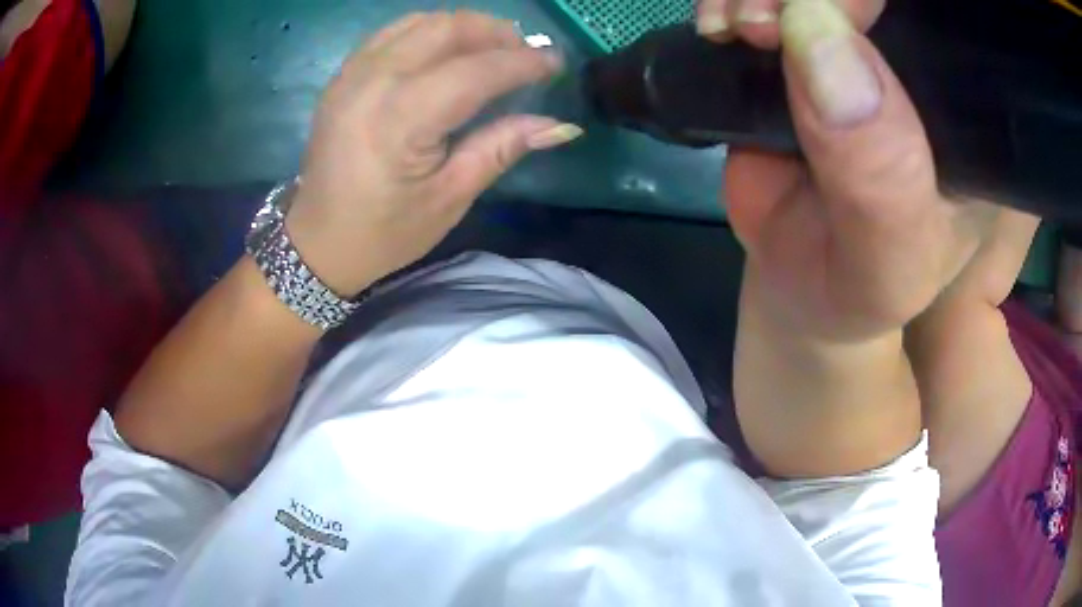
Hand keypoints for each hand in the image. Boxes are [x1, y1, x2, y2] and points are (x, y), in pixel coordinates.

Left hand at [286, 11, 581, 296]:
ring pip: (419, 22)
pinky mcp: (343, 76)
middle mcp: (372, 83)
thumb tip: (560, 126)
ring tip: (491, 49)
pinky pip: (393, 33)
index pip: (475, 71)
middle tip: (524, 54)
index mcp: (399, 121)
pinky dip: (428, 32)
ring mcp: (352, 74)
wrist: (317, 242)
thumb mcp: (450, 198)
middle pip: (446, 29)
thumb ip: (501, 148)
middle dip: (495, 32)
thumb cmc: (385, 232)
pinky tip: (446, 51)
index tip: (555, 64)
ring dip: (464, 27)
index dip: (522, 63)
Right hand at [722, 0, 989, 339]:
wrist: (804, 284)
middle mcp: (924, 69)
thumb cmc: (862, 287)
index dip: (887, 2)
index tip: (832, 13)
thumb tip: (814, 31)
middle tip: (761, 22)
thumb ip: (879, 178)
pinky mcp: (806, 49)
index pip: (953, 27)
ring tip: (733, 29)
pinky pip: (776, 1)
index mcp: (974, 118)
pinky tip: (719, 29)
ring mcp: (863, 51)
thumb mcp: (887, 265)